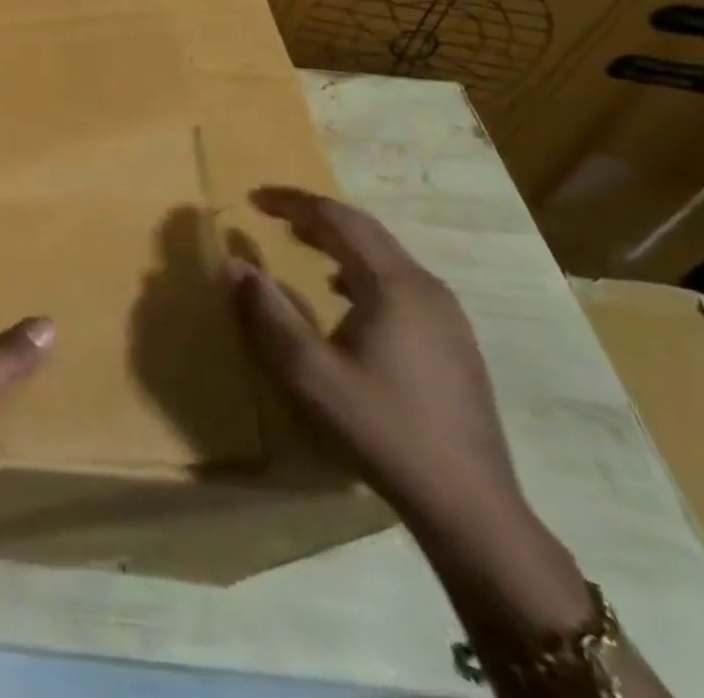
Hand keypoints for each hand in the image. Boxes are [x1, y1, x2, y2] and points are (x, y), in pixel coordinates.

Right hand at [226, 187, 518, 529]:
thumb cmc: (382, 429)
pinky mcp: (453, 341)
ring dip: (338, 240)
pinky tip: (343, 293)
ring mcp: (446, 315)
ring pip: (384, 255)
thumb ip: (267, 313)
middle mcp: (426, 287)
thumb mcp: (309, 373)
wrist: (470, 506)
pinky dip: (360, 268)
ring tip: (300, 241)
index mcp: (394, 284)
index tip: (253, 198)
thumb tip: (233, 263)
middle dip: (314, 215)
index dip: (292, 202)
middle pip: (364, 230)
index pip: (337, 219)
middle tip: (272, 212)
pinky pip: (398, 281)